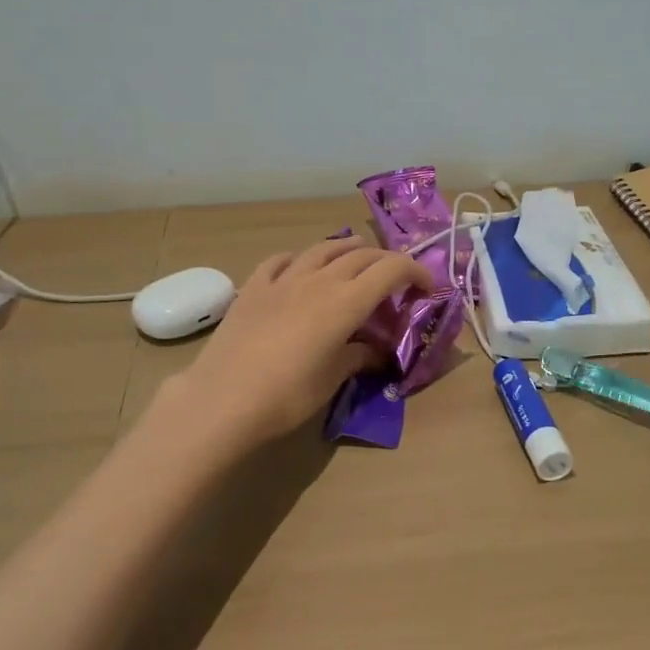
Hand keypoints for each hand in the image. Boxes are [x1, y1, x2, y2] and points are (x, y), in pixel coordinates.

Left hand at [162, 235, 431, 448]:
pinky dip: (300, 258)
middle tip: (397, 279)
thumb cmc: (287, 396)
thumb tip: (376, 350)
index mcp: (345, 301)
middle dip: (386, 262)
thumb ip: (359, 356)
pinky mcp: (253, 287)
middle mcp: (319, 279)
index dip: (416, 272)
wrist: (222, 400)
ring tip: (357, 255)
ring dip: (347, 249)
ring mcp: (283, 279)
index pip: (391, 269)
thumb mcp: (332, 379)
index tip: (428, 287)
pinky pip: (281, 260)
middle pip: (362, 256)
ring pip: (323, 249)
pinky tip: (300, 266)